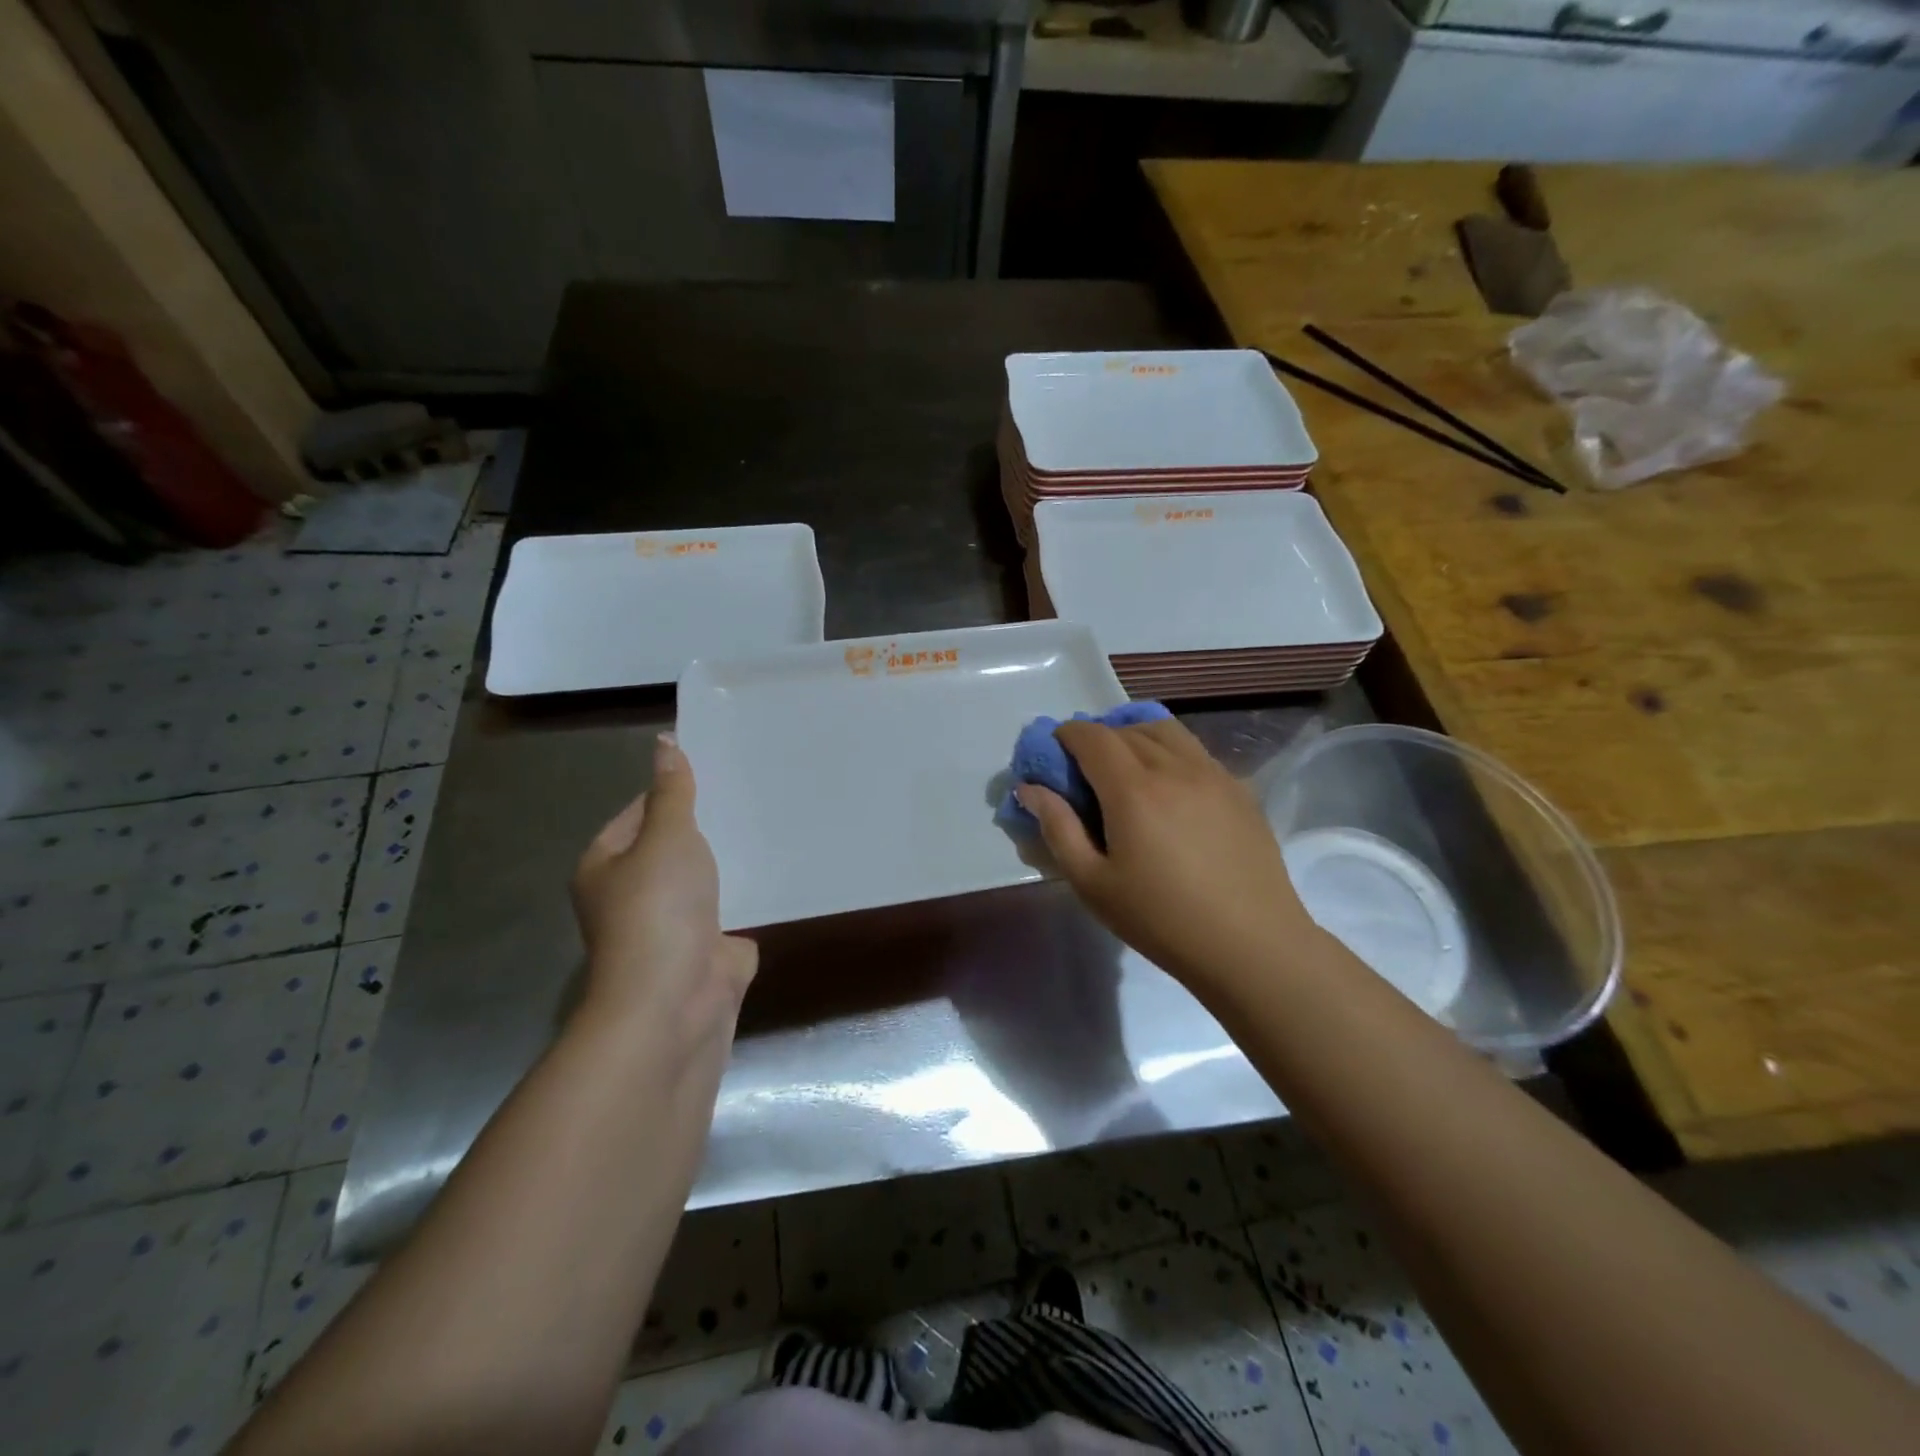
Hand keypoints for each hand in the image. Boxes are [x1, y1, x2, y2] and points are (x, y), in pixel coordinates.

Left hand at [571, 734, 757, 1059]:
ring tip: (772, 816)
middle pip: (673, 845)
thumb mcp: (666, 836)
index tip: (718, 769)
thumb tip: (664, 742)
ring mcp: (673, 923)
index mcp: (606, 866)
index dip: (673, 790)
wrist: (677, 1001)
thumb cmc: (658, 910)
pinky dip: (752, 890)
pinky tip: (782, 864)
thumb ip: (673, 792)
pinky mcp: (709, 946)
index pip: (638, 812)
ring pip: (706, 876)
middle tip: (753, 787)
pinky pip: (733, 906)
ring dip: (732, 857)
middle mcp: (634, 894)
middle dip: (709, 823)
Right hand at [1017, 718, 1316, 992]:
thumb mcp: (1093, 883)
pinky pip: (1195, 751)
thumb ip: (1058, 828)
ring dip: (1135, 736)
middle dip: (1097, 738)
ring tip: (1125, 768)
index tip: (1053, 754)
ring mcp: (1213, 774)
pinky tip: (1169, 787)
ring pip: (1166, 731)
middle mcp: (1174, 767)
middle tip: (1084, 770)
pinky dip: (1169, 751)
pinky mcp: (1239, 789)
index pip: (1092, 737)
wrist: (1251, 945)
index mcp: (1133, 789)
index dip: (1066, 736)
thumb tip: (1031, 789)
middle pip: (1127, 729)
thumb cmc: (1161, 919)